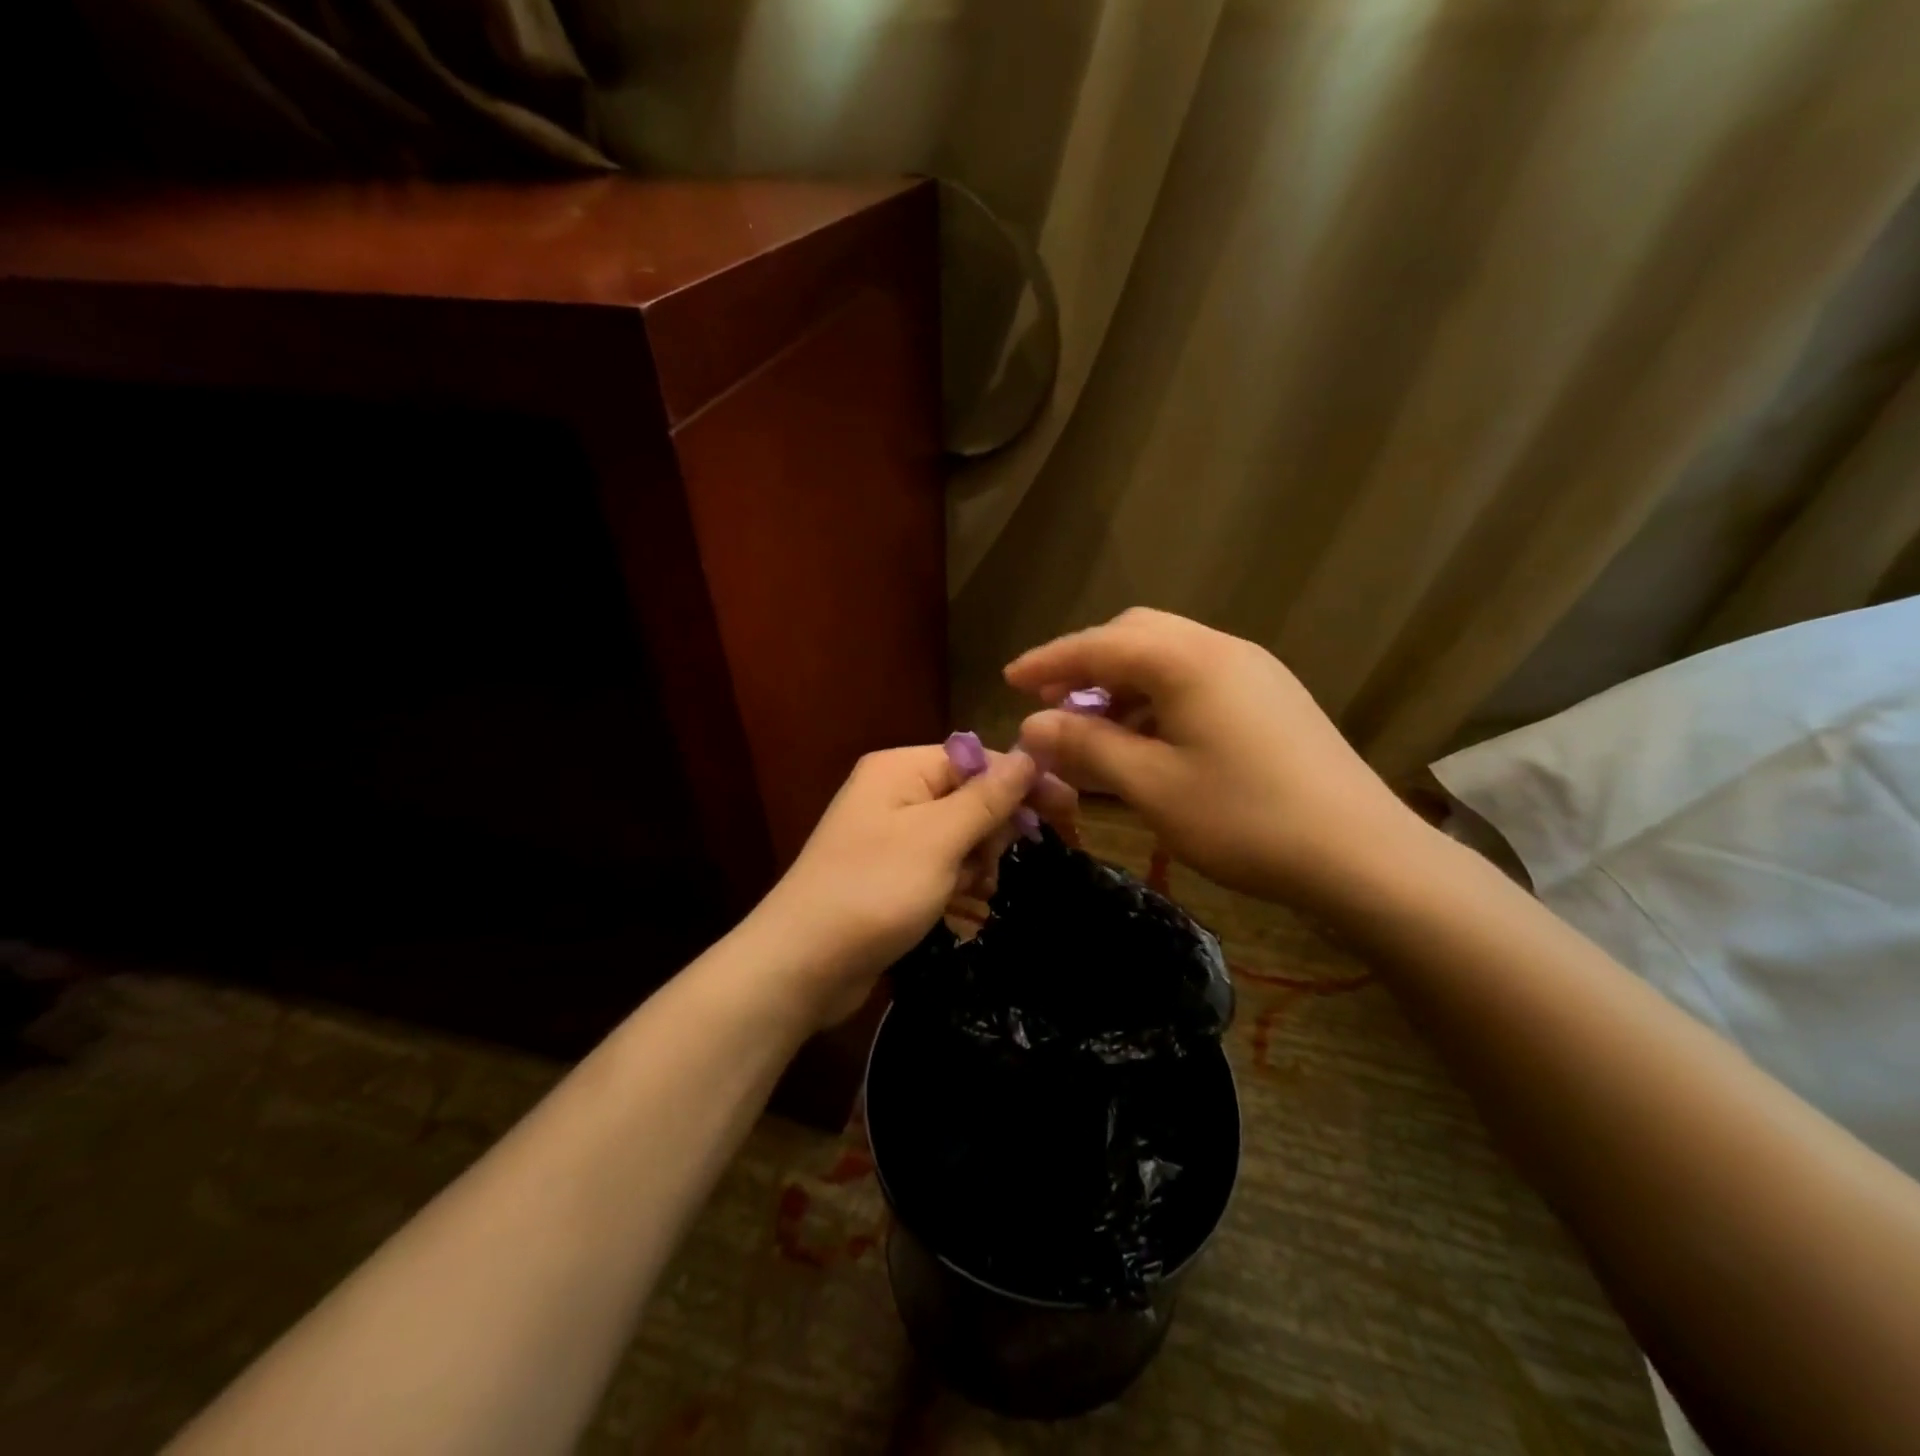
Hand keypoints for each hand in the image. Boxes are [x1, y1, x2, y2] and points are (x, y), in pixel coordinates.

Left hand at [750, 745, 1076, 1028]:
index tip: (1069, 811)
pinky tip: (961, 909)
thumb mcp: (938, 840)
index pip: (977, 759)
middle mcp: (894, 794)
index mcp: (901, 769)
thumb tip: (1029, 755)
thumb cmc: (874, 890)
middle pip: (970, 798)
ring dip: (975, 864)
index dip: (1023, 783)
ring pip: (960, 837)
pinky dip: (956, 885)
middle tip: (991, 867)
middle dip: (990, 833)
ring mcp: (890, 837)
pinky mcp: (890, 875)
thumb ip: (986, 798)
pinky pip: (940, 867)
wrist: (801, 965)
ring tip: (969, 894)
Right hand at [1007, 608, 1418, 909]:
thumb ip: (1087, 746)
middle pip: (1136, 635)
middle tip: (1052, 703)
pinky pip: (1197, 678)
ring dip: (1123, 682)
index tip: (1007, 680)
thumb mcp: (1152, 786)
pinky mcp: (1272, 697)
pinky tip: (1149, 738)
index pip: (1098, 645)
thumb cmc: (1245, 819)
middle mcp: (1220, 649)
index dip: (1047, 661)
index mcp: (1187, 661)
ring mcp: (1253, 670)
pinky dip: (1158, 697)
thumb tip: (1032, 725)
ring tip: (1095, 726)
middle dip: (1086, 663)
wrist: (1362, 854)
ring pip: (1168, 656)